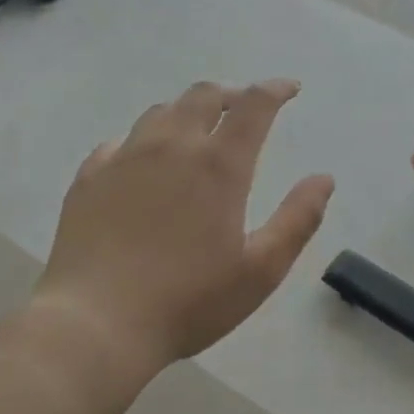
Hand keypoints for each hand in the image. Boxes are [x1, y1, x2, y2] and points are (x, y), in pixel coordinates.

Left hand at [28, 79, 335, 372]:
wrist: (96, 324)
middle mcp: (172, 146)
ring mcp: (124, 158)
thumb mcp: (261, 270)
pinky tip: (143, 161)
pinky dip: (143, 140)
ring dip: (187, 111)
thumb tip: (324, 178)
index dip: (276, 89)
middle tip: (244, 109)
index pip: (254, 105)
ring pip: (161, 111)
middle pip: (204, 95)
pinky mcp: (89, 177)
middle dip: (231, 94)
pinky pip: (120, 140)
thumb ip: (298, 219)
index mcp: (218, 165)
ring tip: (197, 131)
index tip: (290, 89)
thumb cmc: (188, 301)